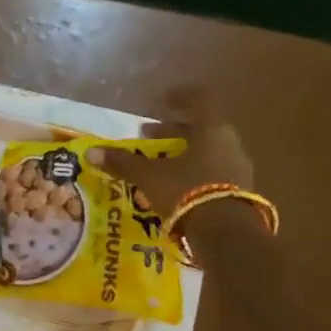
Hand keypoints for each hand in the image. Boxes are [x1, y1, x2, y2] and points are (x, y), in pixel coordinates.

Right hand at [89, 89, 258, 255]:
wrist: (226, 234)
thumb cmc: (186, 191)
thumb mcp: (149, 176)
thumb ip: (123, 162)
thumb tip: (91, 152)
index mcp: (211, 130)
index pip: (200, 101)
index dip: (180, 97)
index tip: (162, 99)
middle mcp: (229, 144)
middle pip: (200, 129)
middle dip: (171, 132)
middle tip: (146, 139)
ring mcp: (238, 168)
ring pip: (207, 152)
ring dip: (181, 154)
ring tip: (157, 166)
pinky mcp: (239, 192)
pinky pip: (212, 173)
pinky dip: (192, 173)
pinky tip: (174, 187)